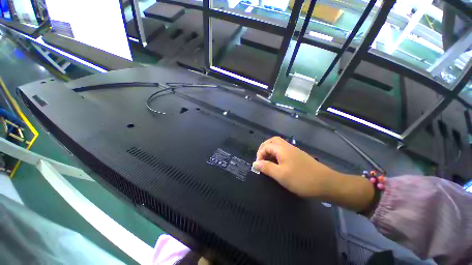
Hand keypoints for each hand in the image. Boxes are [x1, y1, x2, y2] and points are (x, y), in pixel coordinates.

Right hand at [253, 136, 336, 197]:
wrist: (327, 184)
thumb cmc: (302, 179)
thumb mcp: (281, 175)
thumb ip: (266, 168)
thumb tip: (255, 163)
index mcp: (282, 149)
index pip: (266, 146)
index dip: (259, 154)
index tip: (258, 166)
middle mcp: (288, 147)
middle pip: (273, 141)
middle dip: (264, 148)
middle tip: (261, 159)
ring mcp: (294, 151)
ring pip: (279, 145)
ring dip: (271, 151)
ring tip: (268, 162)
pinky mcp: (298, 156)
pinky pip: (284, 151)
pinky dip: (277, 155)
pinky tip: (278, 164)